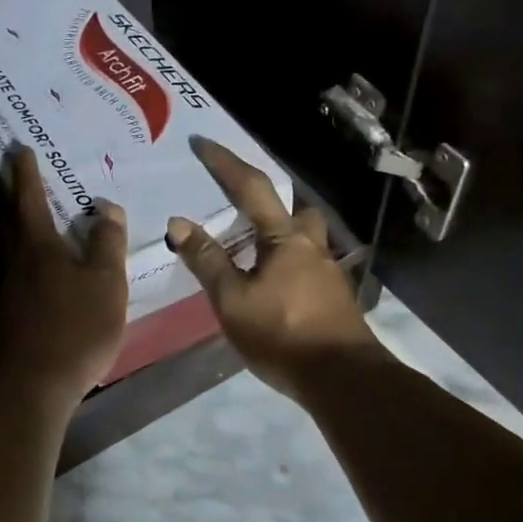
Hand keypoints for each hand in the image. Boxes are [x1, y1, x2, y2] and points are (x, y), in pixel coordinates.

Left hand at [0, 147, 129, 412]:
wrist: (31, 386)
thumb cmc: (75, 329)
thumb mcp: (105, 284)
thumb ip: (106, 244)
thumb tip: (106, 208)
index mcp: (38, 247)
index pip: (28, 198)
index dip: (25, 172)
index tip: (19, 148)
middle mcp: (14, 261)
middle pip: (7, 218)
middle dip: (9, 191)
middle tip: (12, 171)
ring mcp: (5, 290)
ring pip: (6, 245)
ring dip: (11, 223)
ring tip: (23, 213)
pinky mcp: (4, 315)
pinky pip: (11, 271)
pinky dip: (19, 256)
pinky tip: (32, 268)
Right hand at [167, 136, 382, 400]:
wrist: (343, 378)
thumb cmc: (282, 335)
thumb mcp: (233, 301)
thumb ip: (207, 261)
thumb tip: (179, 222)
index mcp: (285, 239)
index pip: (251, 189)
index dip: (225, 164)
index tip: (202, 143)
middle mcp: (311, 246)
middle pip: (292, 209)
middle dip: (267, 201)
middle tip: (239, 210)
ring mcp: (328, 272)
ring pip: (303, 238)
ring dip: (280, 235)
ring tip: (251, 253)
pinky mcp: (335, 297)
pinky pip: (306, 265)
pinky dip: (286, 264)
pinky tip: (273, 287)